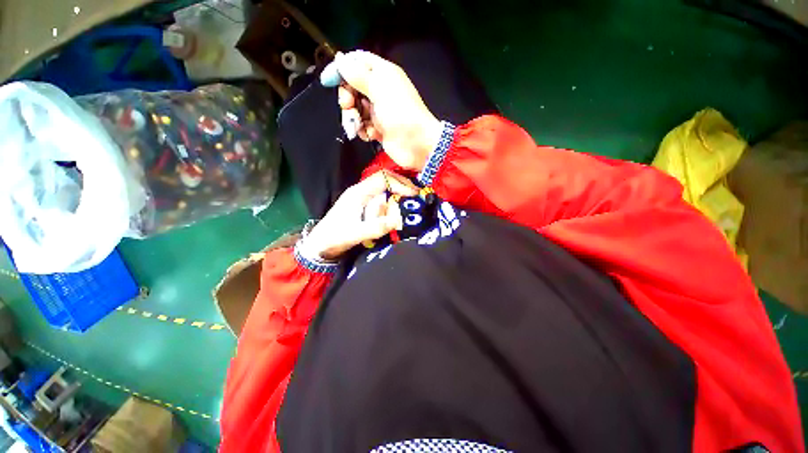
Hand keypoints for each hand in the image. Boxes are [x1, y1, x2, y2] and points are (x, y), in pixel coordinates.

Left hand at [301, 171, 417, 259]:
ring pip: (385, 190)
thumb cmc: (335, 237)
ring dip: (399, 194)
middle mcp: (362, 191)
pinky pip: (383, 200)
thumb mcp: (355, 234)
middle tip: (417, 196)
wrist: (320, 244)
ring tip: (412, 203)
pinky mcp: (365, 207)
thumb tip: (397, 221)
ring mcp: (363, 198)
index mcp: (358, 192)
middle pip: (386, 180)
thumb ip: (375, 228)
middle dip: (403, 186)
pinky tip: (399, 211)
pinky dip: (393, 203)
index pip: (383, 178)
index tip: (414, 194)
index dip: (400, 183)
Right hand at [328, 50, 442, 171]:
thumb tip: (340, 60)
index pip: (358, 63)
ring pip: (356, 108)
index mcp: (383, 74)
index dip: (342, 69)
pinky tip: (370, 135)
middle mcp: (380, 91)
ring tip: (359, 125)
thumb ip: (357, 75)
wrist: (417, 145)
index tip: (329, 80)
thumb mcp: (379, 88)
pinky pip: (363, 125)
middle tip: (347, 106)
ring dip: (353, 117)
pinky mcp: (379, 129)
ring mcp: (379, 111)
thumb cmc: (400, 113)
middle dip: (347, 97)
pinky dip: (363, 130)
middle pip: (353, 87)